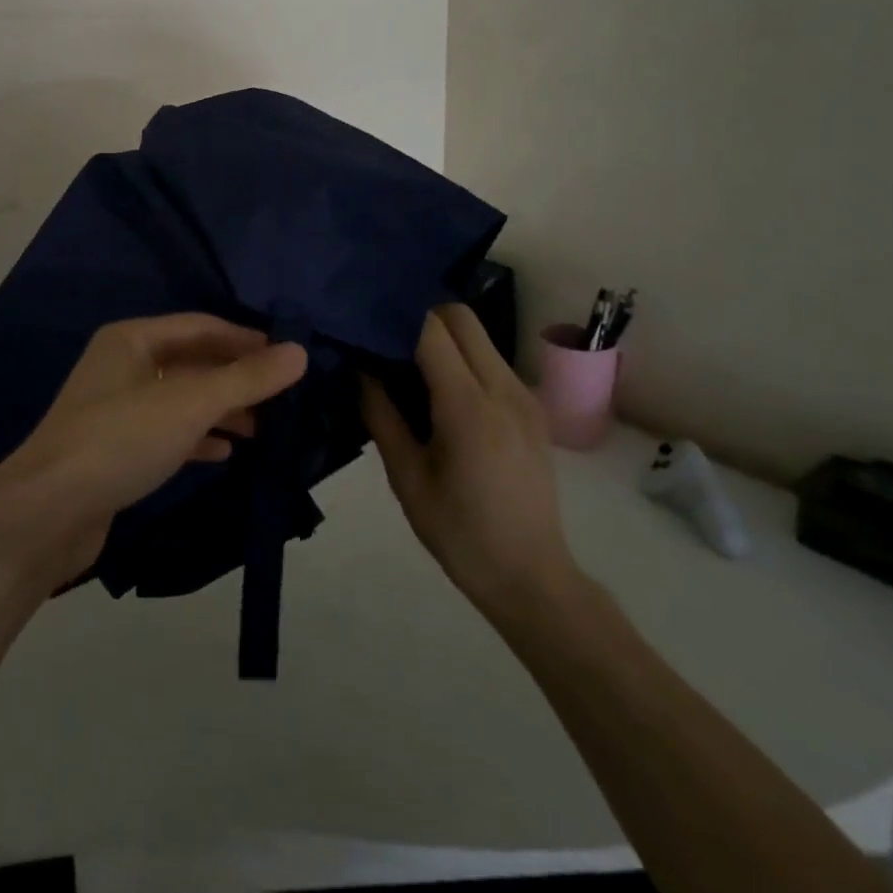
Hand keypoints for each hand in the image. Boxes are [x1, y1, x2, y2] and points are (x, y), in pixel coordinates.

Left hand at [0, 315, 306, 592]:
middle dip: (236, 377)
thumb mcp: (189, 404)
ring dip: (222, 410)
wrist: (47, 514)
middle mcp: (122, 366)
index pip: (201, 326)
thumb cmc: (121, 440)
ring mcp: (117, 409)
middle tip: (284, 396)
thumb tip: (299, 352)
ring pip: (182, 399)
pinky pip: (168, 433)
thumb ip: (246, 379)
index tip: (288, 358)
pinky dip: (198, 438)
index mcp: (132, 339)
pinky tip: (226, 453)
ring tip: (265, 427)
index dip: (246, 339)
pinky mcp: (117, 450)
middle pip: (192, 362)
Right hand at [363, 305, 581, 625]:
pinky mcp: (532, 406)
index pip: (431, 330)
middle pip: (460, 316)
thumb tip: (360, 368)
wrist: (532, 577)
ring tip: (409, 367)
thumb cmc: (460, 534)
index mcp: (469, 407)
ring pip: (478, 334)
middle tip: (386, 343)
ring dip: (442, 337)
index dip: (396, 317)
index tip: (365, 324)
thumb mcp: (407, 478)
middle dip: (420, 316)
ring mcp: (524, 395)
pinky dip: (462, 358)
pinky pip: (490, 359)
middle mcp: (503, 388)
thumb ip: (381, 415)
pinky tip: (440, 393)